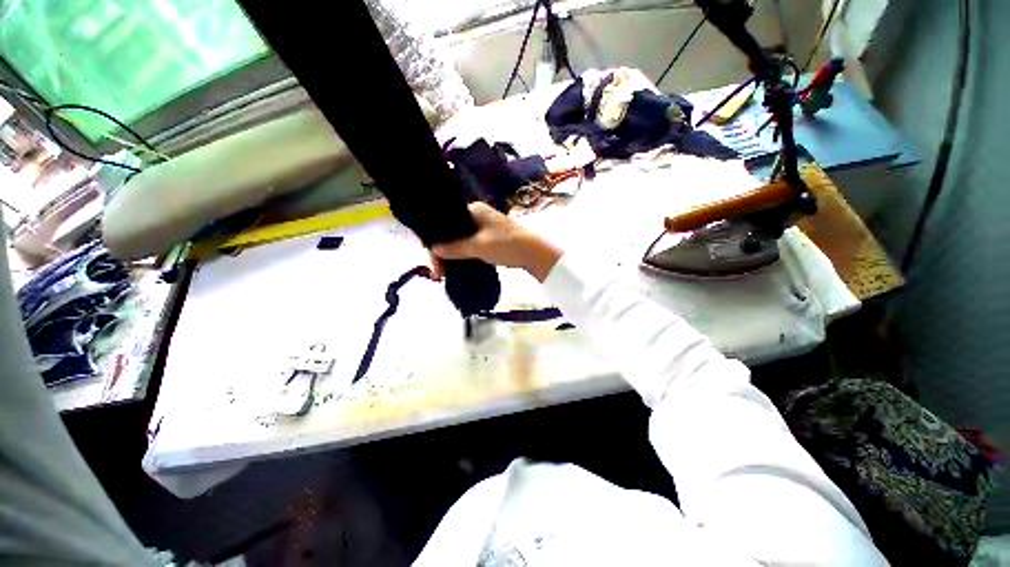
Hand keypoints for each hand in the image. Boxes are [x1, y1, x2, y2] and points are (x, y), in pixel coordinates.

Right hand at [430, 202, 561, 281]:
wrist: (535, 253)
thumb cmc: (507, 244)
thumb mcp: (479, 247)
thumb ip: (456, 248)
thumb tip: (434, 249)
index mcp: (473, 209)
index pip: (445, 222)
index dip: (435, 241)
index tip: (433, 261)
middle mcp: (477, 214)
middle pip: (452, 232)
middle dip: (442, 251)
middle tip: (438, 272)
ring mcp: (485, 225)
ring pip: (460, 239)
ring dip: (452, 254)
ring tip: (444, 271)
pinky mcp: (490, 236)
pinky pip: (470, 243)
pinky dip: (463, 254)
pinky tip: (457, 264)